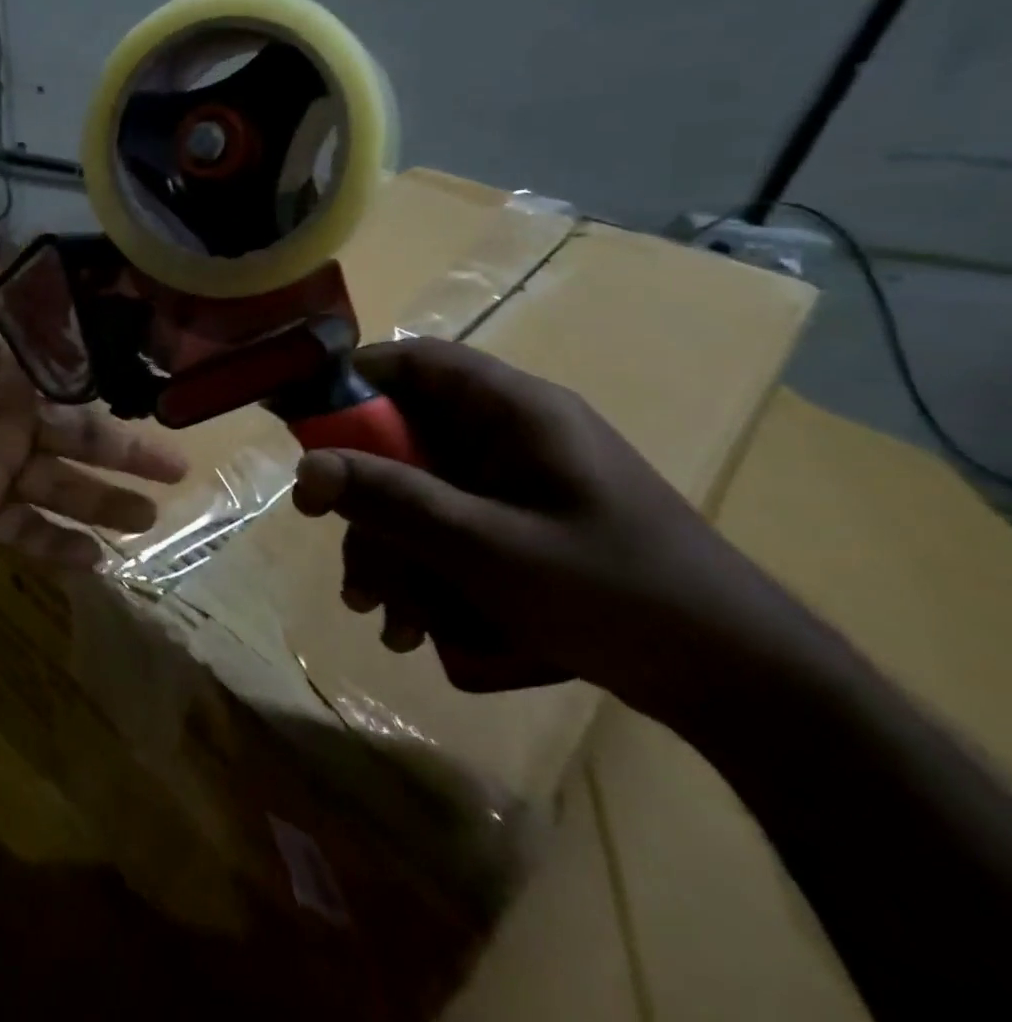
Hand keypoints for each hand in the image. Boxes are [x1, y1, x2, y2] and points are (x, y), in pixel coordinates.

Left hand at [0, 272, 187, 560]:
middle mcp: (12, 419)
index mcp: (10, 372)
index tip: (160, 387)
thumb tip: (51, 266)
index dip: (115, 384)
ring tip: (150, 519)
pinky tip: (98, 564)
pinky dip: (59, 549)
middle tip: (177, 466)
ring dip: (107, 504)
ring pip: (65, 488)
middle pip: (82, 437)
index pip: (74, 379)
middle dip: (129, 452)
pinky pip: (26, 533)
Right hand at [291, 338, 808, 717]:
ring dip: (391, 549)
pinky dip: (424, 570)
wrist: (742, 686)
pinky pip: (450, 530)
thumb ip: (395, 502)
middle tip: (340, 552)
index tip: (307, 432)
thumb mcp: (489, 548)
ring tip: (381, 614)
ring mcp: (517, 484)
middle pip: (407, 438)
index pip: (417, 361)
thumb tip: (305, 469)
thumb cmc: (617, 594)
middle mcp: (511, 436)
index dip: (355, 383)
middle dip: (367, 501)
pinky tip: (416, 627)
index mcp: (515, 411)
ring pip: (422, 493)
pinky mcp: (522, 527)